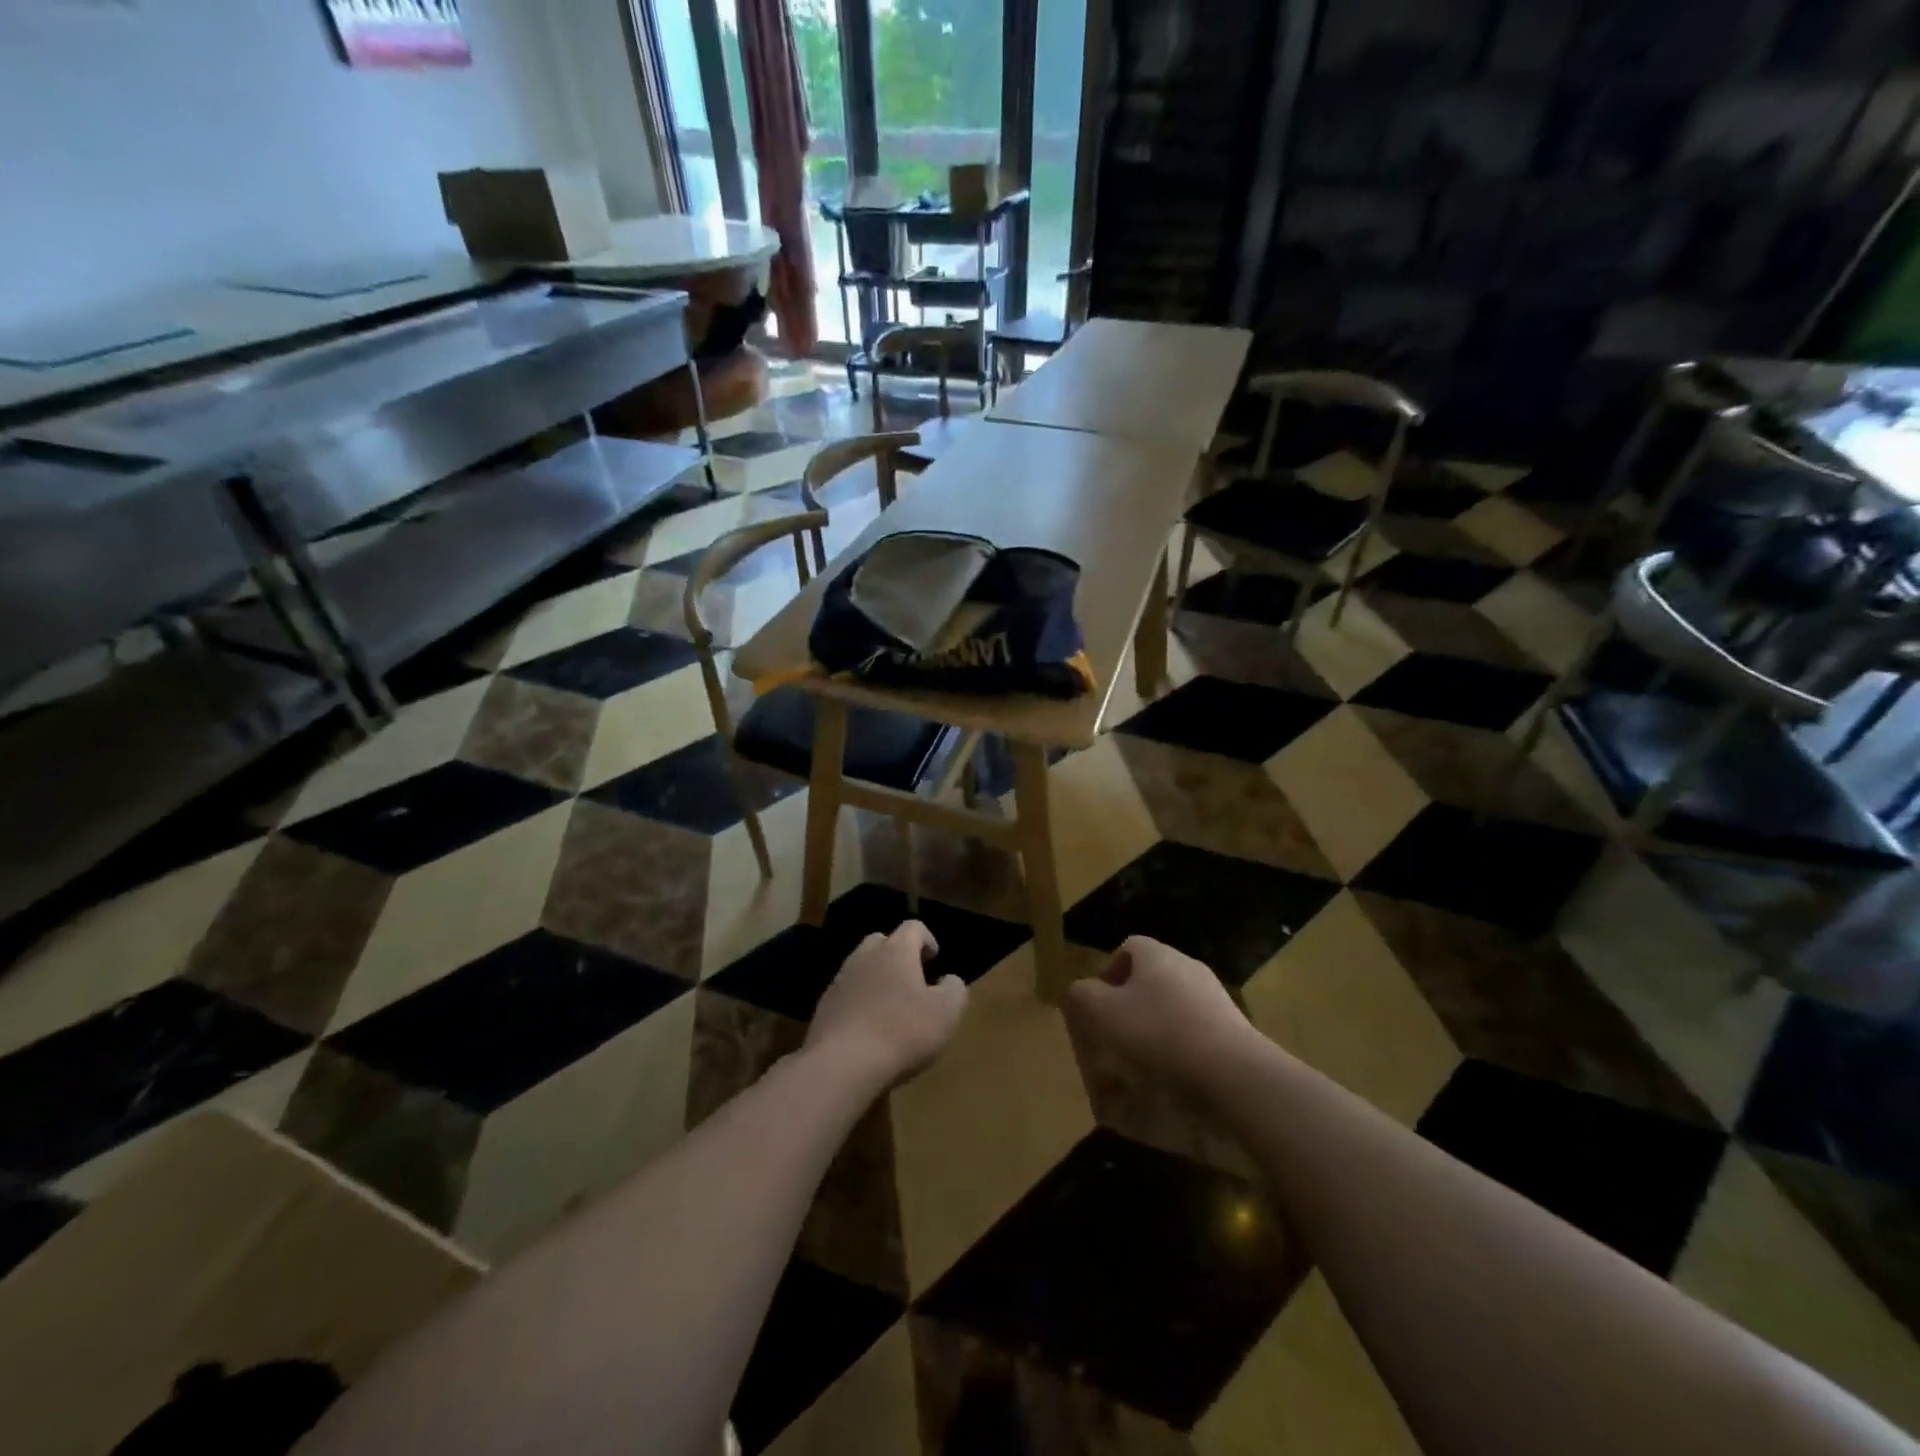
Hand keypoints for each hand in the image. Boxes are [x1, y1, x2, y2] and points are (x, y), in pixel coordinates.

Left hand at [806, 921, 967, 1089]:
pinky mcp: (824, 1008)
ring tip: (890, 1008)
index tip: (935, 960)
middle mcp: (865, 957)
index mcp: (896, 951)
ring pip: (861, 968)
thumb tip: (949, 980)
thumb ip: (954, 989)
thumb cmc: (902, 1032)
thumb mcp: (946, 1013)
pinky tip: (868, 1030)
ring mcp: (840, 981)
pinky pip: (847, 995)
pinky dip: (859, 1003)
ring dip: (877, 980)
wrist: (842, 1064)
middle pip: (882, 942)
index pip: (913, 927)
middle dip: (898, 955)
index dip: (927, 939)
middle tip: (913, 980)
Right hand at [1064, 936, 1253, 1090]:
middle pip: (1151, 979)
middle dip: (1130, 1006)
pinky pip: (1196, 1036)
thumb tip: (1079, 992)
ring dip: (1155, 1031)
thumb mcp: (1102, 1013)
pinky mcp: (1234, 1033)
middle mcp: (1188, 968)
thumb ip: (1082, 996)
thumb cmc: (1160, 1033)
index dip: (1109, 973)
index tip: (1098, 1005)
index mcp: (1157, 955)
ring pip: (1173, 1009)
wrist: (1234, 1075)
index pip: (1128, 948)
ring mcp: (1215, 999)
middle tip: (1114, 1037)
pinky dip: (1180, 1053)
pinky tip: (1171, 1082)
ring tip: (1140, 1067)